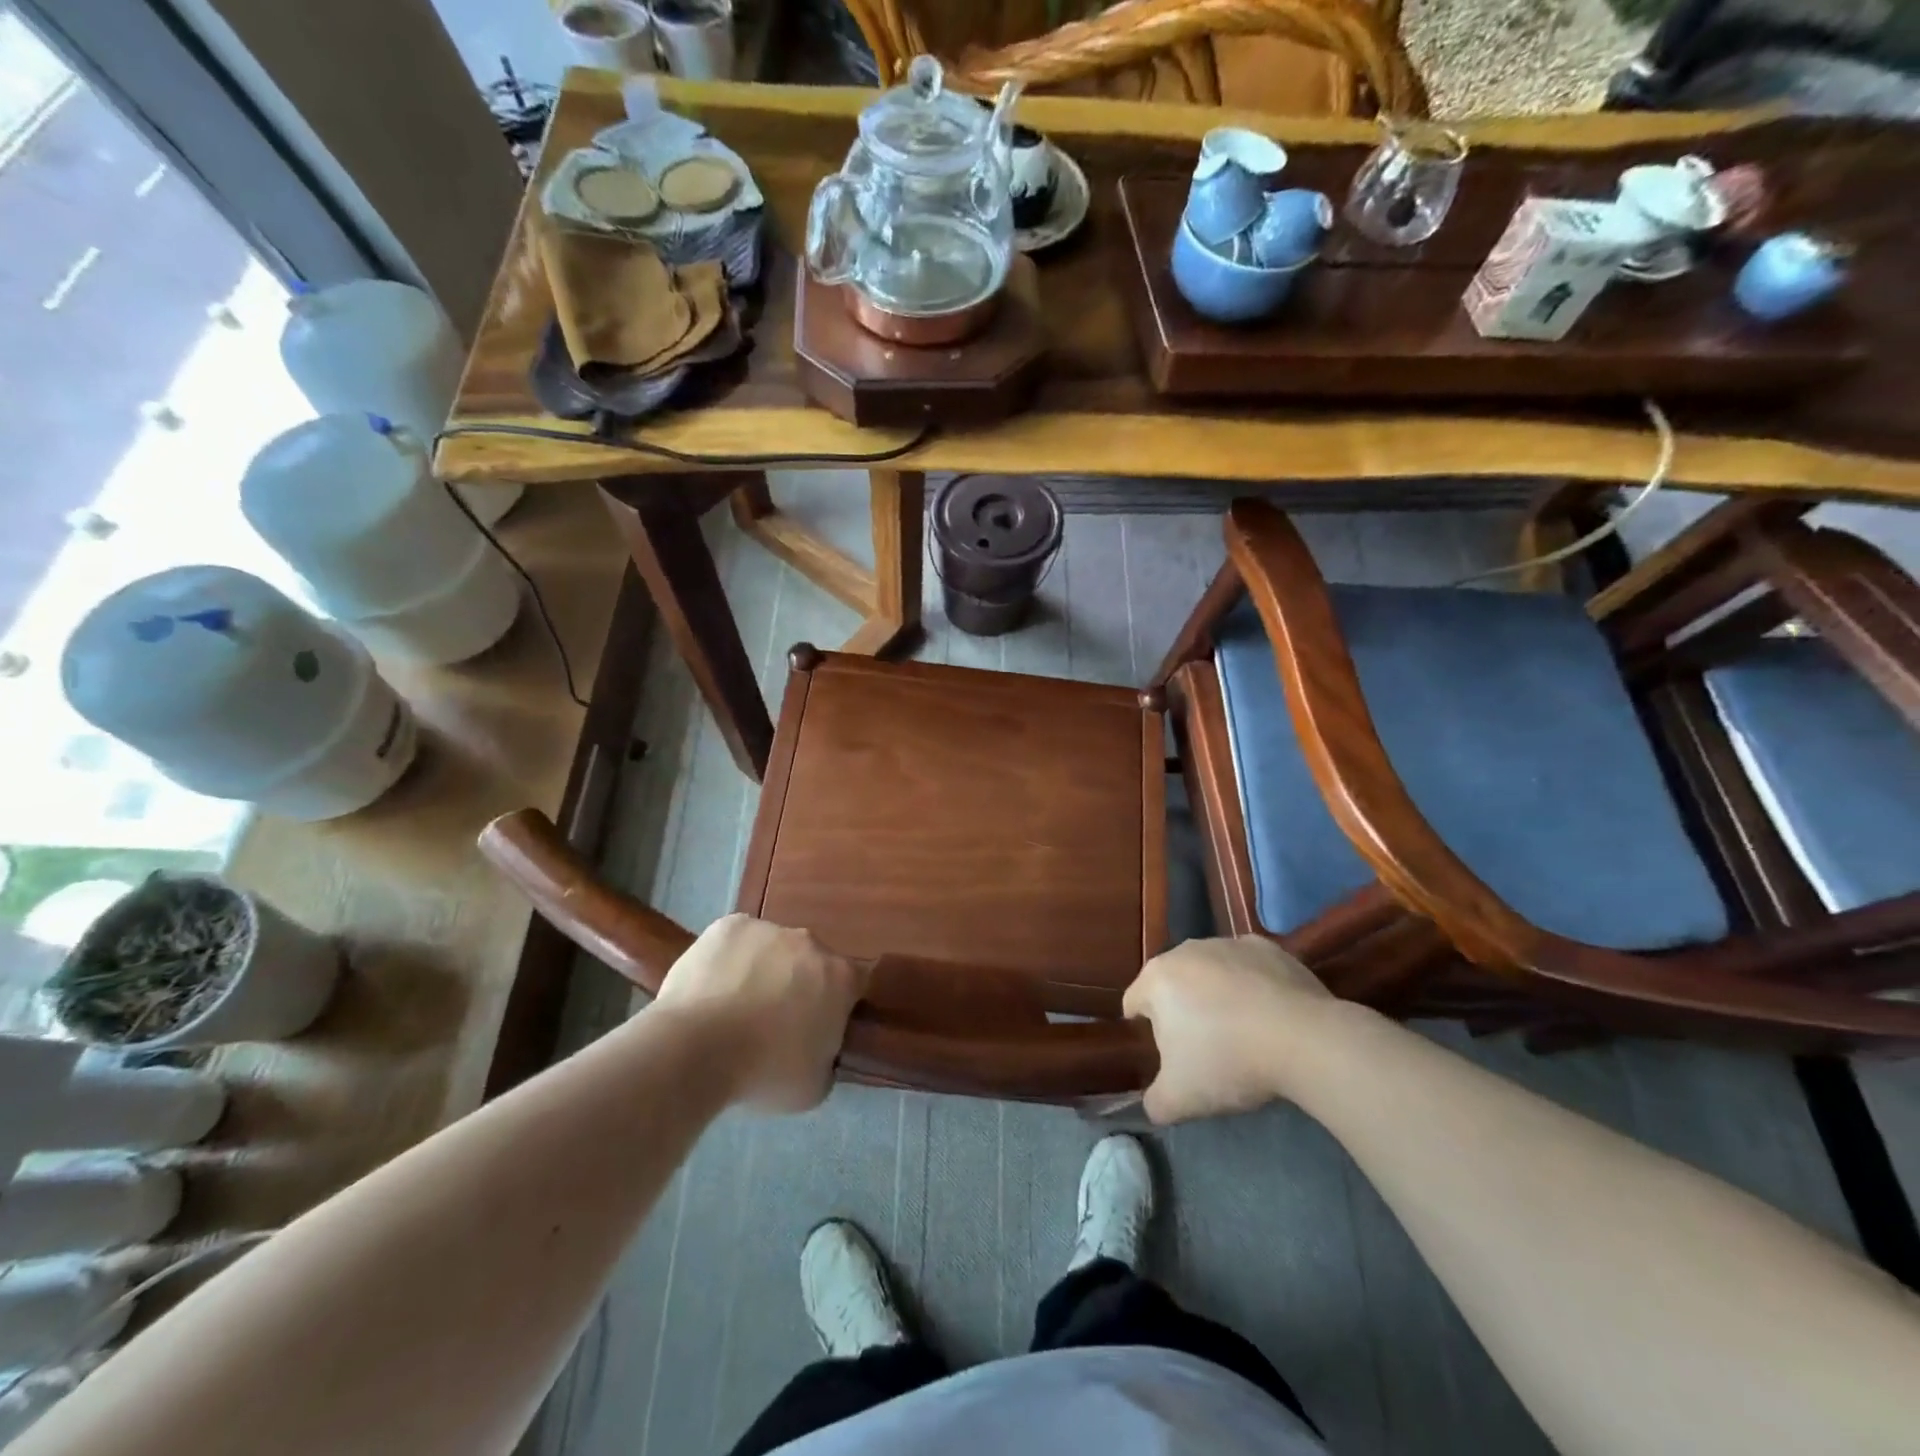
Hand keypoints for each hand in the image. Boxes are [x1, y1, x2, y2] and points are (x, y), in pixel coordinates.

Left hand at [654, 914, 866, 1112]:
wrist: (695, 1050)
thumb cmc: (763, 1072)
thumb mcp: (814, 1086)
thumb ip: (828, 1058)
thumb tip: (821, 1049)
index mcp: (840, 977)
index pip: (854, 983)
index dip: (838, 1004)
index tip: (819, 1026)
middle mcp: (811, 943)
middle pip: (811, 961)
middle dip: (799, 983)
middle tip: (773, 1019)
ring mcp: (769, 929)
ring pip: (773, 948)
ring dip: (763, 969)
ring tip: (734, 1006)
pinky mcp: (730, 925)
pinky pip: (737, 940)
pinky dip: (730, 958)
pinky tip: (712, 987)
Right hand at [1122, 936, 1334, 1123]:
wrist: (1305, 1040)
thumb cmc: (1229, 1062)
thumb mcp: (1180, 1100)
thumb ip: (1154, 1103)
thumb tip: (1153, 1104)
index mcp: (1157, 978)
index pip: (1134, 1004)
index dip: (1144, 1033)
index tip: (1169, 1059)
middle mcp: (1186, 950)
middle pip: (1172, 985)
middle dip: (1182, 1012)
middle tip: (1205, 1050)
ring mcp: (1228, 943)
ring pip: (1210, 973)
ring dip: (1215, 996)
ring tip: (1242, 1034)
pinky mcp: (1268, 948)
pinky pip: (1247, 969)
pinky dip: (1251, 986)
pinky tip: (1269, 1016)